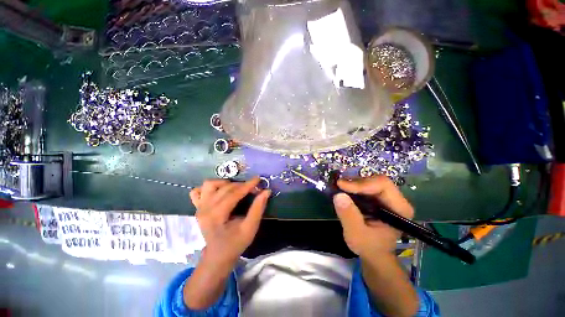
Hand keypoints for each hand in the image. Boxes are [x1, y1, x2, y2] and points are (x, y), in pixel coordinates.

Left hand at [190, 177, 270, 266]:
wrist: (217, 256)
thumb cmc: (235, 243)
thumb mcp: (250, 228)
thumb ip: (258, 209)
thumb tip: (266, 191)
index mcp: (216, 216)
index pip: (233, 194)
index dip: (248, 185)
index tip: (258, 179)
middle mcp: (205, 209)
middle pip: (224, 188)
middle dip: (241, 185)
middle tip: (253, 189)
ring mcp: (199, 207)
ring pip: (210, 185)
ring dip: (225, 183)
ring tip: (236, 188)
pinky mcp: (197, 207)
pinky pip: (198, 191)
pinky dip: (209, 188)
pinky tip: (219, 191)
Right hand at [333, 175, 413, 257]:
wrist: (374, 253)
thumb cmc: (368, 246)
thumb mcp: (356, 234)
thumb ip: (348, 216)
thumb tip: (338, 195)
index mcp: (398, 209)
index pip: (382, 185)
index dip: (361, 183)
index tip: (341, 186)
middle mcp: (396, 200)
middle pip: (376, 180)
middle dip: (356, 182)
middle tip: (339, 186)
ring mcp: (388, 198)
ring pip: (370, 181)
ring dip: (354, 183)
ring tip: (340, 188)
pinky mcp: (379, 199)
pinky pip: (366, 186)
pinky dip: (354, 187)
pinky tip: (345, 191)